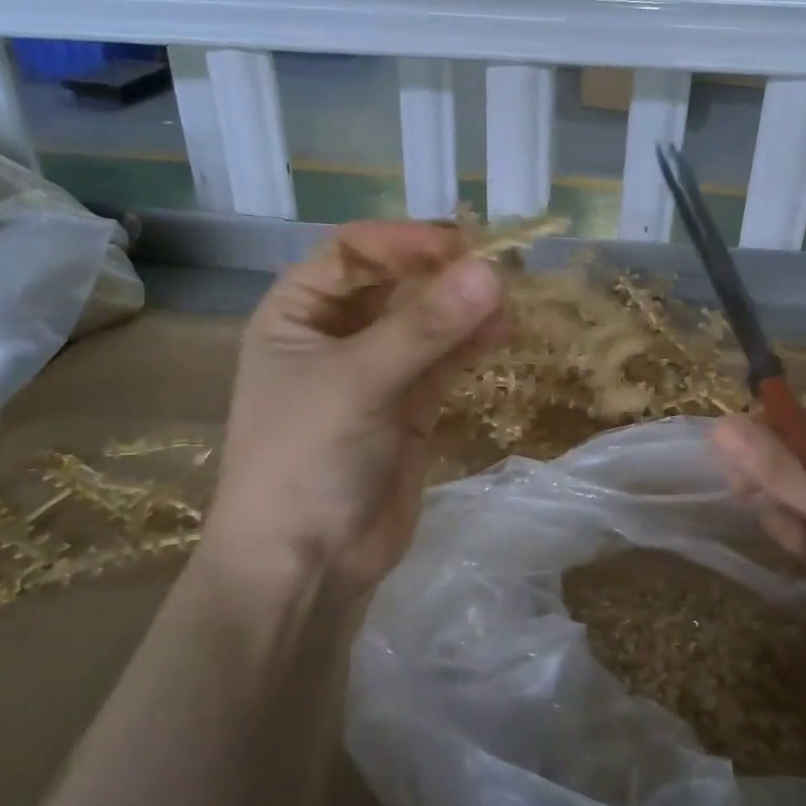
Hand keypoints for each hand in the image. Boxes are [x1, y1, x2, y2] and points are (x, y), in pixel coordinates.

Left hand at [207, 221, 504, 604]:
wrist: (306, 563)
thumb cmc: (306, 459)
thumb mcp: (357, 383)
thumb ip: (424, 328)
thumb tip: (492, 272)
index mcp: (297, 313)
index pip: (353, 253)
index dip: (405, 242)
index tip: (461, 245)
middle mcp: (335, 335)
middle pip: (395, 285)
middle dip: (442, 275)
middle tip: (499, 270)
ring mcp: (375, 373)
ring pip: (425, 324)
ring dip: (463, 309)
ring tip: (508, 300)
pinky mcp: (408, 408)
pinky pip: (442, 362)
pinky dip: (470, 345)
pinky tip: (502, 332)